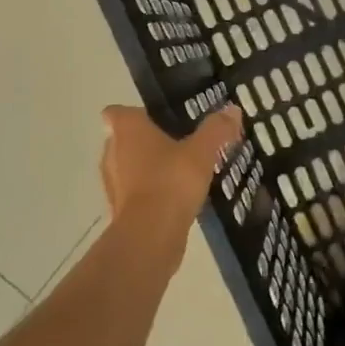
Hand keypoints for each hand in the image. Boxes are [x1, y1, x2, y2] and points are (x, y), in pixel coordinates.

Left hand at [100, 105, 244, 239]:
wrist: (151, 236)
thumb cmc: (171, 181)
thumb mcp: (202, 151)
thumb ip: (216, 129)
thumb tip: (232, 109)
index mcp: (127, 130)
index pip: (117, 112)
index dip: (136, 113)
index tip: (160, 118)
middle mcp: (112, 152)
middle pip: (125, 139)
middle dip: (148, 140)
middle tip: (179, 142)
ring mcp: (113, 183)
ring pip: (129, 167)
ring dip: (149, 168)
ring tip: (181, 171)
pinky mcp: (120, 210)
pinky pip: (136, 192)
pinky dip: (151, 192)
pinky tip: (176, 197)